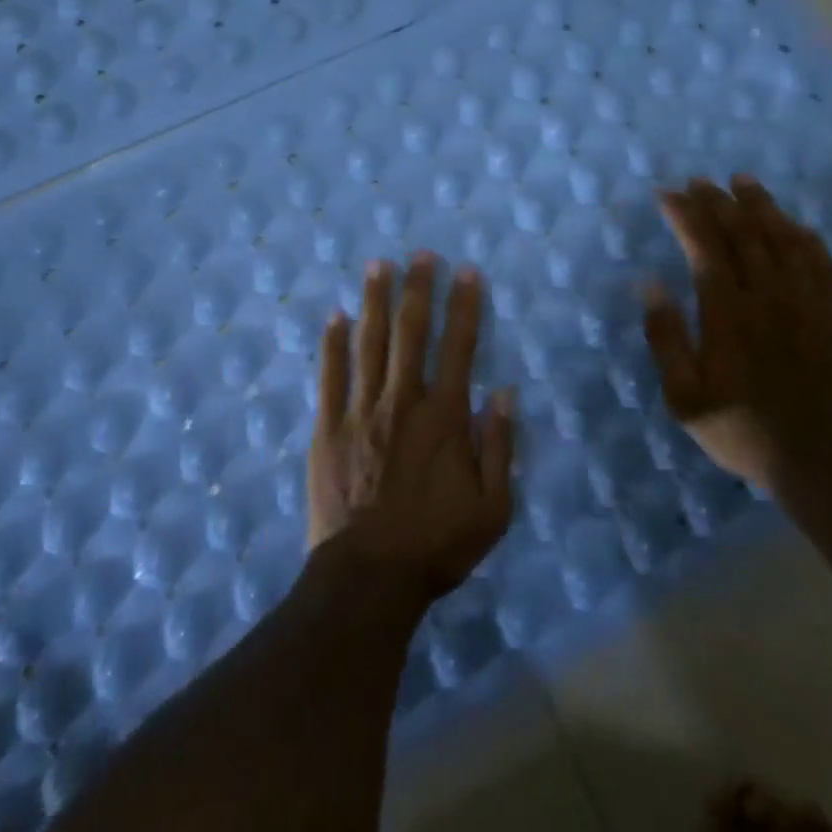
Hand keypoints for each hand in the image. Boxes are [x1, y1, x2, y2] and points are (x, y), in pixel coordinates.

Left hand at [307, 252, 515, 604]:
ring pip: (368, 343)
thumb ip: (499, 447)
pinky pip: (330, 376)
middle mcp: (402, 402)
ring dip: (375, 301)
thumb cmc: (436, 544)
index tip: (467, 272)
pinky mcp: (328, 429)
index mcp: (444, 417)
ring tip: (378, 265)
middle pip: (410, 333)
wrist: (368, 577)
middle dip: (417, 289)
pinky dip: (333, 344)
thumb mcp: (493, 509)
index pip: (459, 347)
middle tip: (420, 254)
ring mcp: (360, 412)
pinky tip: (335, 316)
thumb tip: (503, 393)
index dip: (465, 306)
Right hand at [642, 175, 831, 493]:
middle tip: (698, 182)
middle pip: (743, 234)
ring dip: (760, 207)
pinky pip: (821, 262)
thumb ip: (666, 338)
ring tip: (742, 182)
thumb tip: (650, 285)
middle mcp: (769, 297)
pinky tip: (793, 223)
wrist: (819, 461)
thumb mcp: (684, 397)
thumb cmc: (739, 429)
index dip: (685, 215)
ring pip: (783, 239)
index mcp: (728, 314)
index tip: (667, 194)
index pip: (705, 248)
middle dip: (717, 203)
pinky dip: (803, 236)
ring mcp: (808, 303)